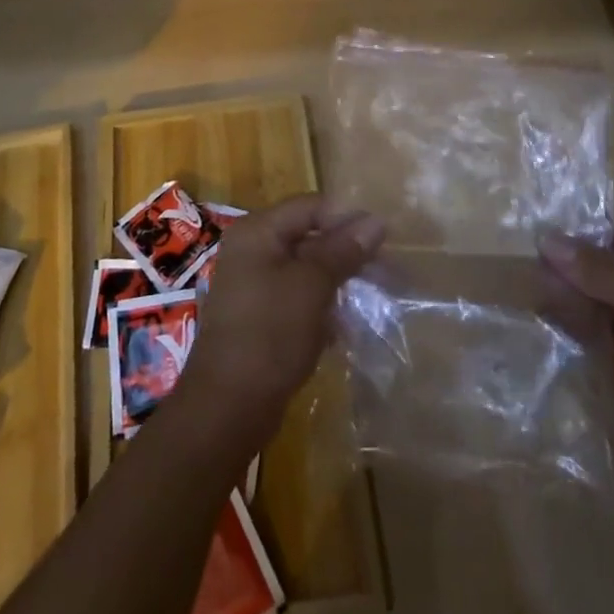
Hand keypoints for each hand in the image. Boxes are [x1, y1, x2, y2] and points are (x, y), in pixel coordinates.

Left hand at [177, 196, 383, 450]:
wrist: (227, 407)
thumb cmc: (270, 334)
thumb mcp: (312, 286)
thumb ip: (343, 250)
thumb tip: (376, 221)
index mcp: (258, 231)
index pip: (311, 206)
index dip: (348, 218)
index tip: (384, 241)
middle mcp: (252, 249)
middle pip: (309, 236)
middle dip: (347, 252)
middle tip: (386, 272)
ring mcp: (253, 284)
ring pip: (306, 270)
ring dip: (338, 281)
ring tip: (373, 298)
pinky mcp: (259, 316)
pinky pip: (297, 298)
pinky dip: (321, 306)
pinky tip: (345, 326)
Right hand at [539, 210, 613, 461]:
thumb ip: (598, 270)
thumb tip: (545, 241)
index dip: (576, 229)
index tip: (532, 235)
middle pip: (603, 256)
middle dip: (568, 265)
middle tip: (525, 270)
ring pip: (598, 289)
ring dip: (569, 293)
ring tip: (532, 295)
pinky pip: (601, 318)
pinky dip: (578, 319)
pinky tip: (550, 319)